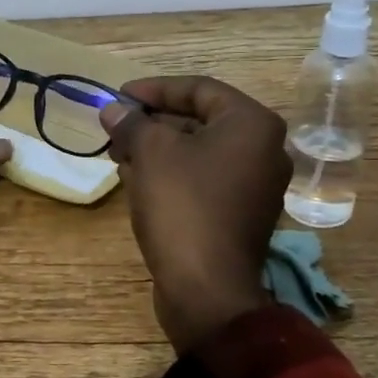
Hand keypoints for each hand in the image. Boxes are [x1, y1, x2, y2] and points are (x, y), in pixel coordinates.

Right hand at [100, 76, 289, 352]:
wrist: (206, 289)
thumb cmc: (183, 206)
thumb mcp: (150, 153)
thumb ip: (131, 123)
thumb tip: (113, 111)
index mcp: (253, 125)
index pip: (199, 88)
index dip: (154, 88)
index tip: (119, 96)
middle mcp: (264, 150)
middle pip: (200, 120)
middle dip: (153, 122)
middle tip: (116, 127)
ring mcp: (255, 186)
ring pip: (199, 153)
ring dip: (157, 149)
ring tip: (119, 153)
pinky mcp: (240, 215)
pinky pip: (203, 180)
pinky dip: (171, 174)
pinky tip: (135, 179)